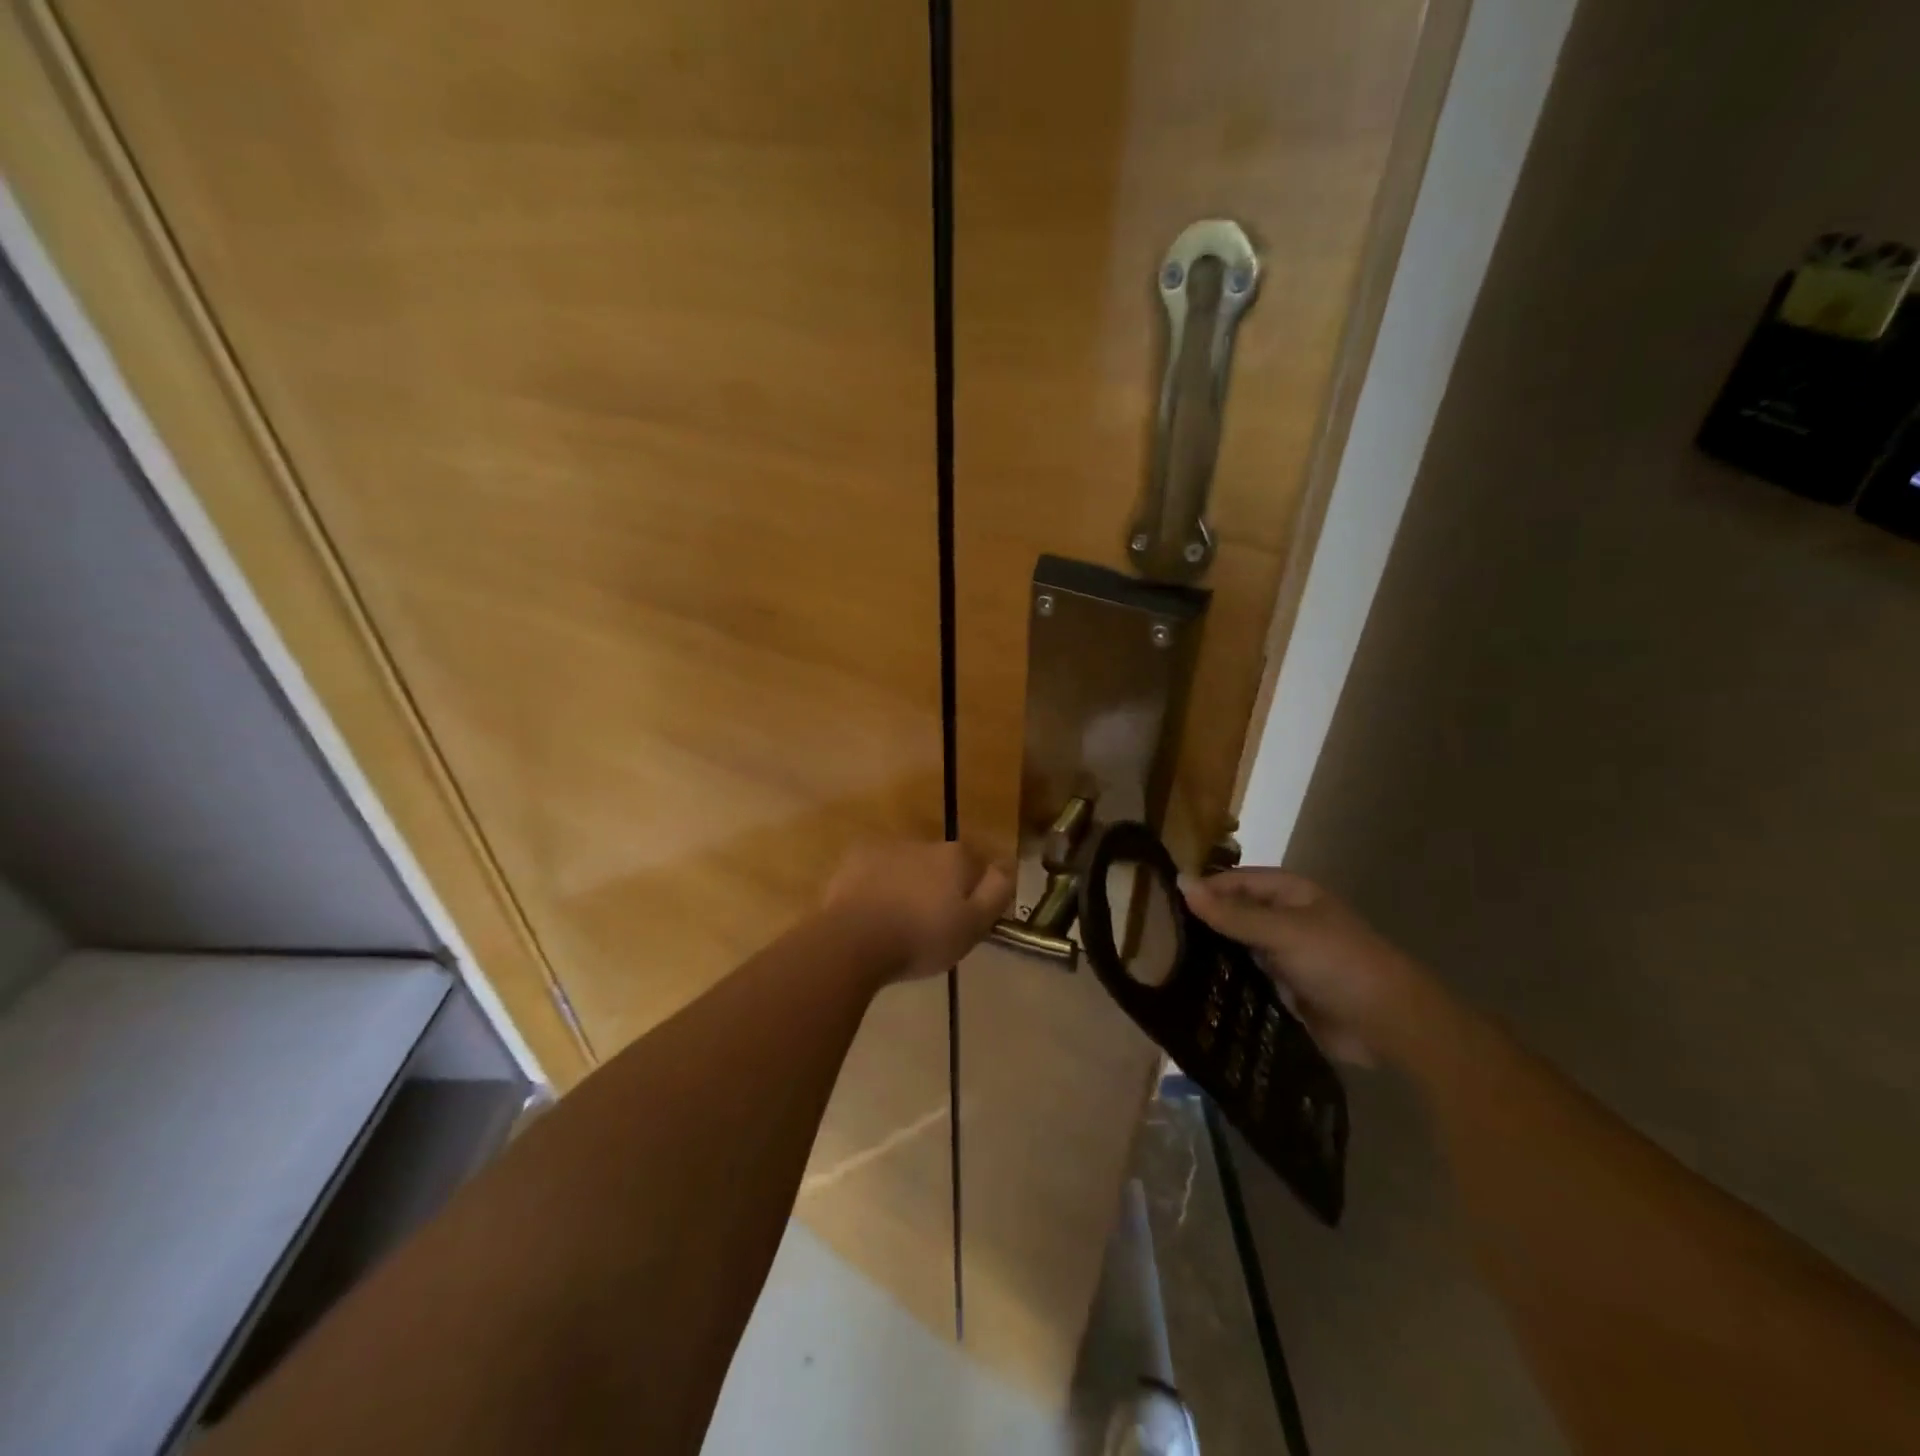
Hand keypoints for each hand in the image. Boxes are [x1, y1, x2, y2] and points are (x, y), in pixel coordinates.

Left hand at [825, 839, 1013, 982]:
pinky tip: (869, 912)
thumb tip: (1007, 866)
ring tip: (895, 921)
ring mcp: (886, 847)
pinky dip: (876, 885)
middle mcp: (923, 842)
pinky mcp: (853, 858)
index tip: (962, 921)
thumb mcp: (974, 925)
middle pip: (940, 864)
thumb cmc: (921, 937)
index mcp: (955, 857)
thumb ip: (996, 892)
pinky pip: (874, 870)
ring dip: (906, 884)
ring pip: (907, 865)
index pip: (976, 867)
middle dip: (938, 887)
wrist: (853, 941)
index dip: (973, 894)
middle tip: (928, 925)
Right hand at [1178, 868, 1444, 1066]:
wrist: (1389, 1024)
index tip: (1159, 906)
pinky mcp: (1282, 989)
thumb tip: (1180, 882)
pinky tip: (1193, 992)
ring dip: (1210, 957)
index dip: (1201, 890)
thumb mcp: (1282, 931)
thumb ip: (1231, 913)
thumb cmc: (1338, 962)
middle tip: (1155, 939)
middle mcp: (1282, 919)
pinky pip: (1245, 980)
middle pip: (1231, 914)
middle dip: (1200, 925)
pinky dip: (1224, 984)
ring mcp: (1282, 955)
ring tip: (1165, 966)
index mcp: (1288, 893)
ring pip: (1235, 949)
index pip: (1232, 881)